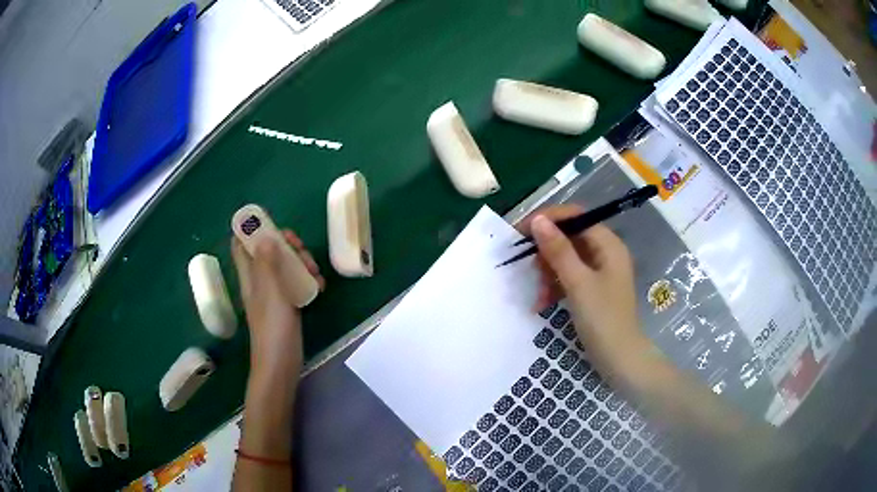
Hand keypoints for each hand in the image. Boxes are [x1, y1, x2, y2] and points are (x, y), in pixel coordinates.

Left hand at [231, 231, 324, 379]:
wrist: (281, 363)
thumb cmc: (273, 327)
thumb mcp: (270, 291)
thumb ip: (266, 262)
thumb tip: (264, 235)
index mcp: (249, 275)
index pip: (241, 244)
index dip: (253, 230)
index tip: (274, 226)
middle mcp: (259, 280)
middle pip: (268, 250)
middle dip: (286, 245)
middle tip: (302, 250)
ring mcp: (273, 293)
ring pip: (285, 266)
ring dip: (301, 262)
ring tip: (316, 273)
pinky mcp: (287, 305)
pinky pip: (296, 283)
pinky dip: (307, 280)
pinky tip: (321, 287)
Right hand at [519, 205, 640, 349]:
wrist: (619, 359)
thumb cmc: (602, 319)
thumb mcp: (577, 283)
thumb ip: (558, 250)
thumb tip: (538, 219)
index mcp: (608, 244)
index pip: (575, 217)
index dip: (547, 219)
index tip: (520, 230)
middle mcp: (605, 252)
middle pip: (569, 237)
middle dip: (546, 252)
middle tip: (526, 266)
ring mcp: (599, 271)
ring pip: (566, 259)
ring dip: (548, 273)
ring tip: (537, 294)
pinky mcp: (593, 289)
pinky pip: (569, 276)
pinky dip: (555, 286)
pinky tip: (542, 303)